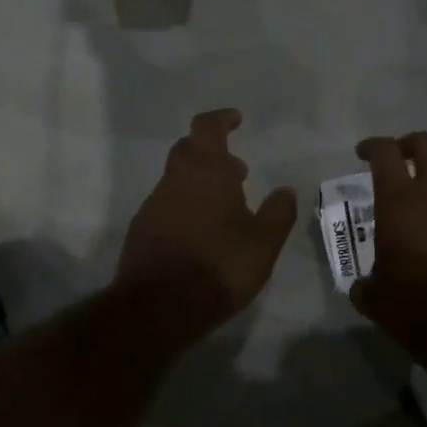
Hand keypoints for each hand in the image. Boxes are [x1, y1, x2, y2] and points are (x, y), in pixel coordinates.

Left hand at [116, 110, 298, 343]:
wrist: (158, 306)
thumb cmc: (218, 265)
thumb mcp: (263, 243)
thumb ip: (278, 213)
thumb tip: (285, 190)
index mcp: (205, 170)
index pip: (207, 127)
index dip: (221, 119)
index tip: (236, 119)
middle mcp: (175, 179)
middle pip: (188, 150)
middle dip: (212, 152)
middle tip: (237, 171)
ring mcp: (153, 204)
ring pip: (177, 179)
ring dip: (199, 183)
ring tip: (225, 209)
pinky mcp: (141, 230)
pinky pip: (166, 205)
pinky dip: (185, 207)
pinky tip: (200, 234)